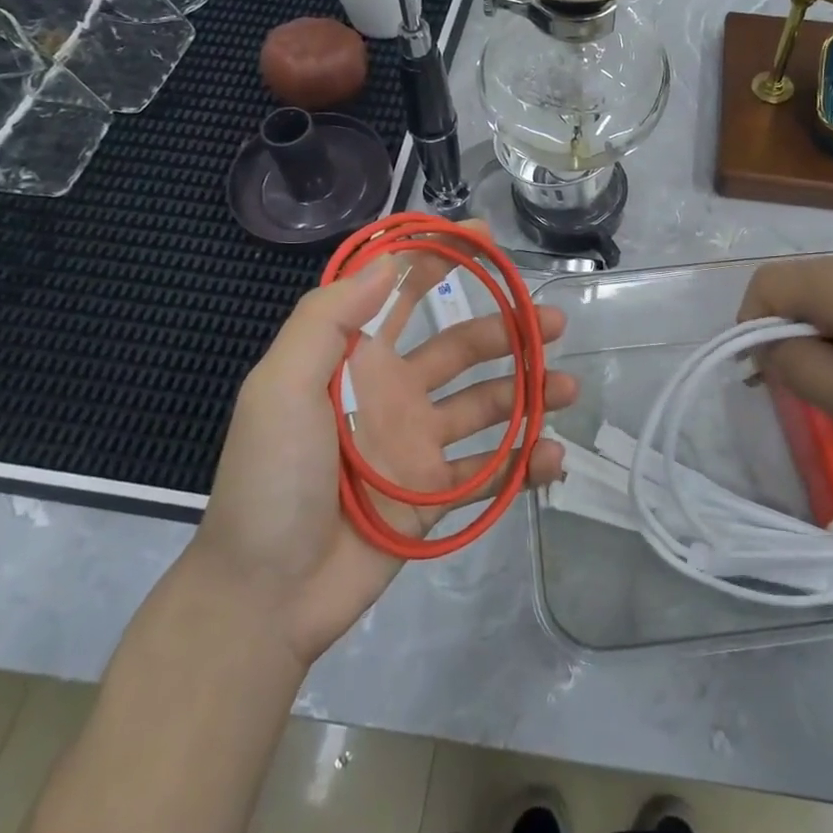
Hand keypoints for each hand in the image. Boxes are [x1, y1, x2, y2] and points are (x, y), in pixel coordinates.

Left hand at [194, 234, 575, 664]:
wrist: (266, 594)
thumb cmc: (271, 478)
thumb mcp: (281, 386)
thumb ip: (329, 319)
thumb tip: (387, 261)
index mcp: (356, 361)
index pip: (404, 295)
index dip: (441, 259)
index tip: (486, 237)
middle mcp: (394, 393)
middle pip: (462, 347)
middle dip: (508, 329)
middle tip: (554, 322)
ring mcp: (419, 445)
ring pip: (487, 405)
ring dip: (529, 392)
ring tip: (566, 387)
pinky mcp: (437, 495)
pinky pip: (491, 471)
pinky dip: (526, 463)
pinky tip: (554, 457)